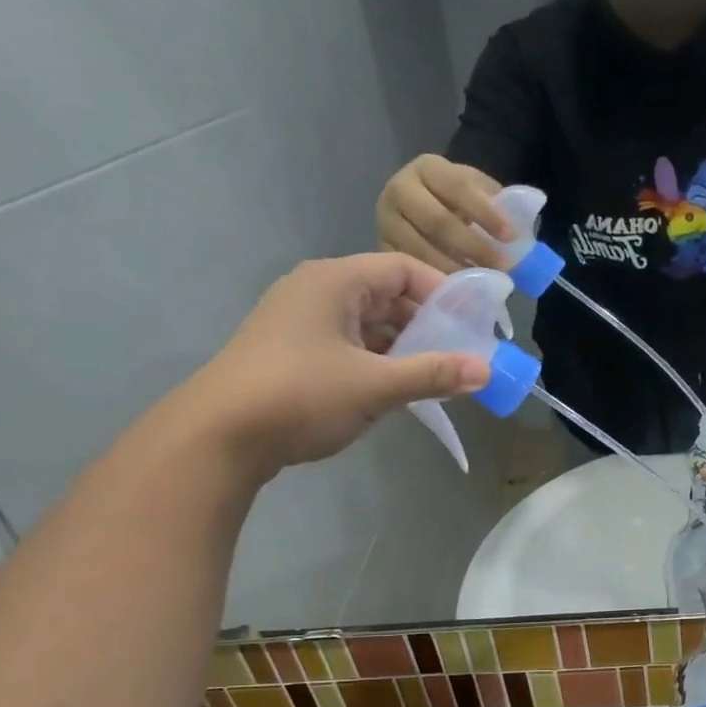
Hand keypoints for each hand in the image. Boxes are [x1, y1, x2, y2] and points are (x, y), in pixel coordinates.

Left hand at [179, 253, 488, 476]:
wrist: (220, 436)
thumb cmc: (300, 396)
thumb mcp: (375, 386)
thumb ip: (432, 375)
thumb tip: (486, 370)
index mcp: (335, 282)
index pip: (402, 269)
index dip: (443, 291)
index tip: (475, 322)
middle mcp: (317, 292)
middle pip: (386, 296)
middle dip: (427, 324)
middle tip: (463, 354)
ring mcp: (301, 323)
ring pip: (368, 325)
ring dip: (404, 347)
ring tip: (437, 376)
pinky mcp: (294, 354)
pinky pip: (349, 347)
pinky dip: (378, 362)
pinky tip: (397, 389)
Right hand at [375, 155, 514, 273]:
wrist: (416, 212)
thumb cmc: (454, 203)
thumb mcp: (474, 192)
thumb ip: (496, 203)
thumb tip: (524, 232)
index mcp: (427, 168)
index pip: (458, 187)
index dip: (486, 213)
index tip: (511, 237)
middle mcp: (399, 190)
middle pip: (437, 221)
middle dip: (474, 247)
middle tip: (502, 268)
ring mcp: (386, 222)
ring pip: (421, 250)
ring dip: (455, 271)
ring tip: (483, 285)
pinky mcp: (381, 250)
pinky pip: (409, 271)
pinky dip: (434, 283)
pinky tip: (457, 293)